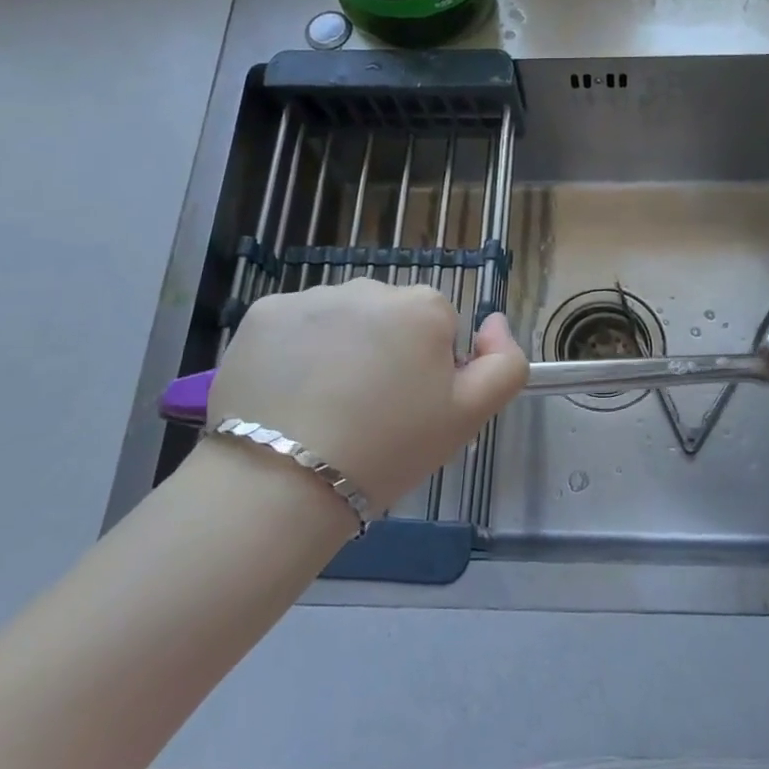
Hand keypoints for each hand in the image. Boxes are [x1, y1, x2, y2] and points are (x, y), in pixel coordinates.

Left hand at [206, 280, 528, 508]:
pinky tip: (286, 393)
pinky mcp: (263, 311)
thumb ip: (505, 363)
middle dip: (384, 351)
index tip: (408, 408)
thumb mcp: (468, 417)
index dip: (427, 369)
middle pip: (388, 317)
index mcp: (424, 307)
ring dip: (339, 348)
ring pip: (340, 319)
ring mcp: (312, 296)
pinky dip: (292, 350)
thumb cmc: (388, 450)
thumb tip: (495, 321)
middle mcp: (370, 287)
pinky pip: (293, 325)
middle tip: (367, 411)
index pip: (437, 328)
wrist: (284, 482)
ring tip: (322, 406)